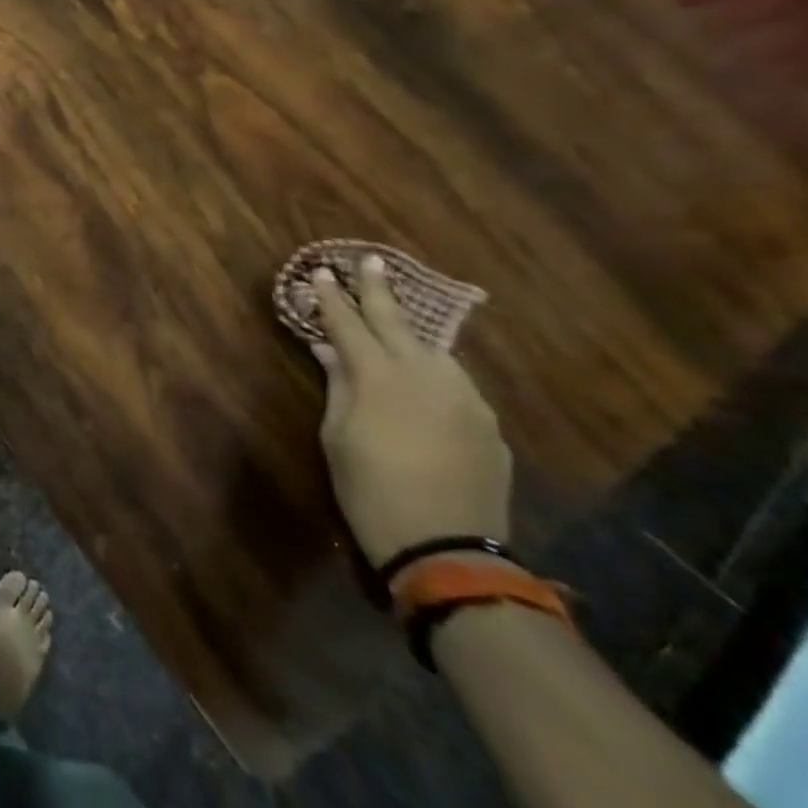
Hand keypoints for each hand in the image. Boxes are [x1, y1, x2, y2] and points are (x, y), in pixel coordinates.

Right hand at [311, 255, 512, 573]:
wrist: (446, 547)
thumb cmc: (369, 489)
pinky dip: (431, 368)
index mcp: (379, 376)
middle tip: (368, 260)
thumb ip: (338, 385)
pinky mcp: (487, 422)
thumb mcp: (337, 435)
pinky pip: (454, 381)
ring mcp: (464, 396)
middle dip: (377, 289)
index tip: (321, 272)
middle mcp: (425, 375)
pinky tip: (423, 375)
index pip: (348, 324)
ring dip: (408, 330)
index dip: (331, 298)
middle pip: (396, 321)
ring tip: (395, 317)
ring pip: (432, 349)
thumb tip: (329, 349)